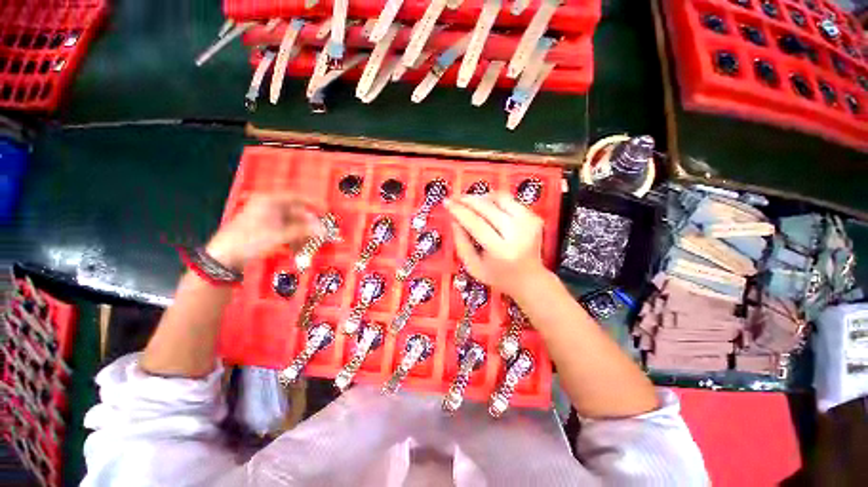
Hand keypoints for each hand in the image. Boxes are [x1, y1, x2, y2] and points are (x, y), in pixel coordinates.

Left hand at [206, 193, 321, 270]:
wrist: (224, 256)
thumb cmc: (251, 240)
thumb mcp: (280, 235)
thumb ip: (304, 231)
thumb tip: (324, 230)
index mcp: (270, 201)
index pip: (297, 198)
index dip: (314, 204)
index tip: (326, 211)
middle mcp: (269, 206)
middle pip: (296, 213)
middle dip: (308, 225)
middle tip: (320, 234)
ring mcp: (266, 218)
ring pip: (291, 224)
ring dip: (301, 235)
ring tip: (308, 245)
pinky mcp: (264, 229)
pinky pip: (284, 231)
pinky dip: (292, 239)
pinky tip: (296, 249)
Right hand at [444, 193, 548, 296]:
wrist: (530, 279)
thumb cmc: (497, 275)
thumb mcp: (473, 266)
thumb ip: (461, 243)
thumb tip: (454, 218)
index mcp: (501, 251)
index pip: (476, 224)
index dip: (459, 211)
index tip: (447, 202)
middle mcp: (518, 234)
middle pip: (488, 208)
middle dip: (468, 200)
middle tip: (455, 198)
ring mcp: (529, 224)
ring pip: (501, 198)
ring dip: (482, 197)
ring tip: (470, 202)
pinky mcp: (535, 218)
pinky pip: (510, 201)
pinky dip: (495, 200)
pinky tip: (486, 206)